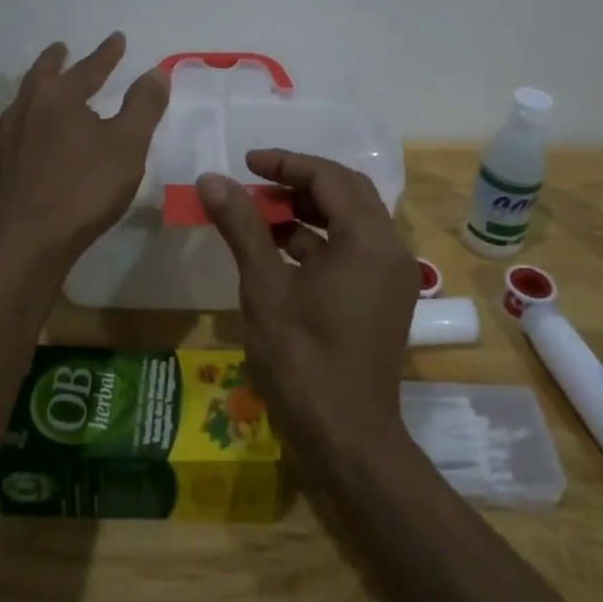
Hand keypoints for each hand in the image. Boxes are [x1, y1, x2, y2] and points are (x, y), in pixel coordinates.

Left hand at [0, 33, 169, 265]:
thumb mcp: (128, 144)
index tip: (117, 38)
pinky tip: (36, 133)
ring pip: (25, 100)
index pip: (88, 67)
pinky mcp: (4, 166)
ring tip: (47, 85)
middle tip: (62, 49)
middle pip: (43, 75)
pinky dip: (31, 118)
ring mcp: (10, 138)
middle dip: (57, 60)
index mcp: (59, 97)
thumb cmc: (84, 188)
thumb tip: (155, 71)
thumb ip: (143, 105)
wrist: (29, 242)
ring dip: (39, 86)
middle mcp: (29, 108)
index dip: (106, 53)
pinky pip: (19, 127)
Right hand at [198, 150, 418, 470]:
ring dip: (309, 211)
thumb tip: (211, 179)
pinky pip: (354, 250)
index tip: (246, 163)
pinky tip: (280, 251)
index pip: (329, 177)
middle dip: (299, 182)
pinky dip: (320, 241)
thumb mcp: (264, 285)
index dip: (286, 163)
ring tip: (261, 214)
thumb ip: (242, 225)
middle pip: (347, 192)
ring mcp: (391, 276)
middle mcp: (390, 248)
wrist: (346, 437)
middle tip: (255, 184)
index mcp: (368, 238)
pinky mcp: (384, 298)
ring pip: (351, 221)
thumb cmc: (302, 357)